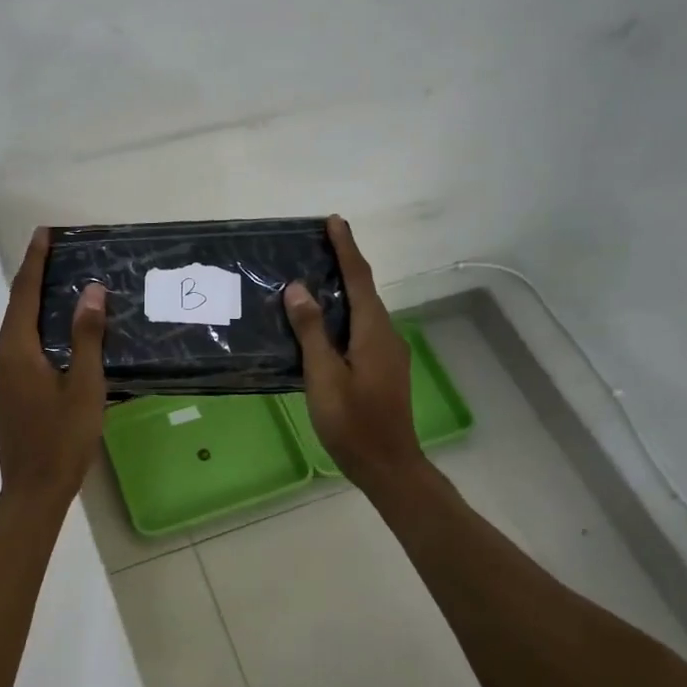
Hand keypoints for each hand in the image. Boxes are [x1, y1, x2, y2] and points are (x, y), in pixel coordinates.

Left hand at [0, 229, 107, 508]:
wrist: (33, 490)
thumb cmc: (63, 438)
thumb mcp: (84, 386)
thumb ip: (86, 337)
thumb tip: (91, 291)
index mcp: (16, 351)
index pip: (25, 293)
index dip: (35, 260)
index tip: (44, 233)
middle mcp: (0, 357)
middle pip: (18, 307)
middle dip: (36, 277)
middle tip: (60, 253)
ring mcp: (0, 376)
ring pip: (19, 328)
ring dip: (38, 303)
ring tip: (63, 284)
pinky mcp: (7, 390)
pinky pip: (21, 346)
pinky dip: (38, 328)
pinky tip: (59, 330)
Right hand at [283, 216, 422, 489]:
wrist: (388, 466)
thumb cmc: (352, 422)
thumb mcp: (324, 376)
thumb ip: (311, 331)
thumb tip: (298, 289)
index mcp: (373, 332)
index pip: (359, 278)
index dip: (346, 248)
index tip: (334, 221)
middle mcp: (386, 335)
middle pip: (365, 290)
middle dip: (345, 263)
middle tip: (318, 244)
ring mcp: (388, 353)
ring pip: (364, 311)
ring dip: (344, 289)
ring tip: (316, 278)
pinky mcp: (384, 369)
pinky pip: (363, 329)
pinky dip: (345, 314)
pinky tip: (324, 324)